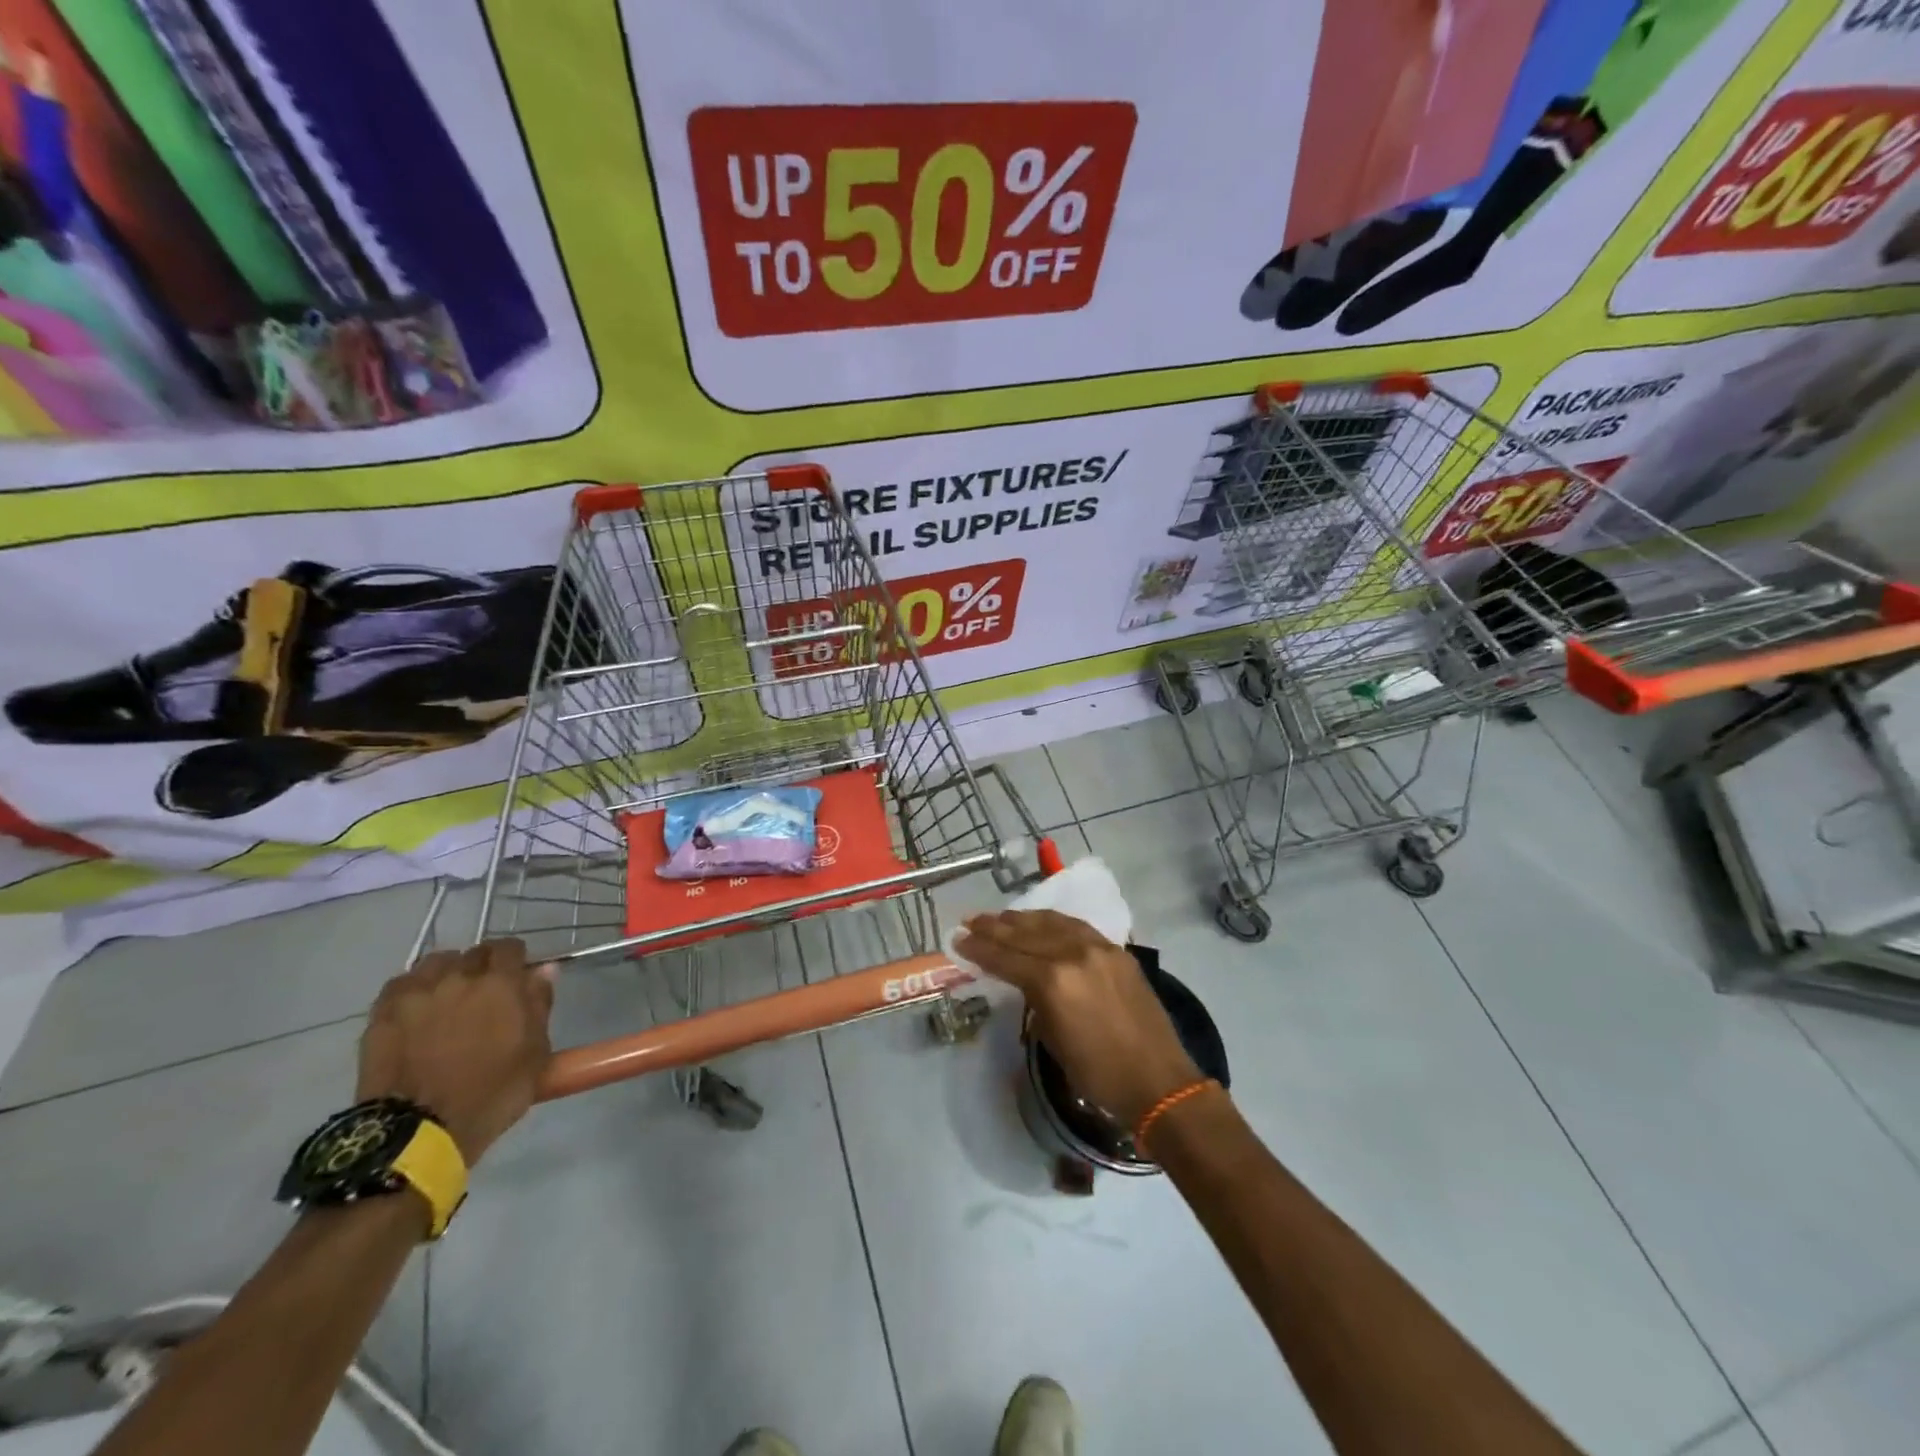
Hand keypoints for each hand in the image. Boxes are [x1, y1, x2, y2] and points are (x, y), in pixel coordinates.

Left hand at [356, 939, 554, 1164]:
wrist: (420, 1132)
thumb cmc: (492, 1093)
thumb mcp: (536, 1053)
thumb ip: (540, 1005)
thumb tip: (545, 969)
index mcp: (501, 984)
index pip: (509, 948)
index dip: (515, 958)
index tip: (517, 975)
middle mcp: (459, 978)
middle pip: (473, 954)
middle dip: (482, 966)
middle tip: (485, 993)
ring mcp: (417, 994)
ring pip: (435, 963)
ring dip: (446, 973)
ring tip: (447, 996)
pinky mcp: (383, 1014)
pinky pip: (401, 984)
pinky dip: (413, 989)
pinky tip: (417, 1008)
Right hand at [956, 910, 1200, 1128]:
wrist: (1157, 1080)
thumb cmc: (1097, 1074)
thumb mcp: (1052, 1038)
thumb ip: (1033, 999)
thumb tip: (1021, 979)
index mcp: (1053, 981)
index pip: (1005, 957)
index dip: (978, 948)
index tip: (957, 938)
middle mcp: (1073, 954)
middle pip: (1024, 934)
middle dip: (994, 927)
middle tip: (970, 921)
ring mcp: (1098, 947)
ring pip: (1051, 922)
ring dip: (1022, 919)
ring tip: (999, 917)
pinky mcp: (1116, 950)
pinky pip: (1076, 926)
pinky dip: (1053, 922)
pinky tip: (1040, 921)